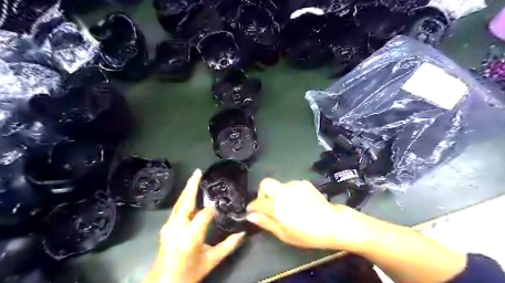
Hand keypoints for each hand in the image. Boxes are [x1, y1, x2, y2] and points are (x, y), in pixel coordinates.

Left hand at [143, 170, 244, 282]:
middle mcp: (177, 228)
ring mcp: (168, 227)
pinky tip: (188, 195)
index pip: (204, 214)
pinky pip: (176, 209)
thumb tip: (243, 233)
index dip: (212, 211)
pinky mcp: (165, 228)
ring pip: (179, 203)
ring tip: (194, 178)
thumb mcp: (211, 261)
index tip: (218, 213)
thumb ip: (229, 246)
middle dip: (192, 185)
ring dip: (187, 190)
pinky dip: (183, 199)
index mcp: (191, 237)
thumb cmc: (189, 274)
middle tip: (198, 171)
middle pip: (185, 202)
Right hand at [247, 178, 371, 249]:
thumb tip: (251, 216)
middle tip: (267, 204)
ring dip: (278, 193)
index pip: (257, 202)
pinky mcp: (304, 183)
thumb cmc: (307, 233)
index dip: (252, 207)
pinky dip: (289, 192)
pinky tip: (298, 202)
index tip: (251, 211)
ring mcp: (294, 185)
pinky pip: (291, 185)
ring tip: (287, 205)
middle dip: (262, 192)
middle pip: (265, 183)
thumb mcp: (284, 234)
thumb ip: (266, 223)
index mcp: (276, 205)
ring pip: (279, 185)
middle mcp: (283, 191)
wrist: (332, 223)